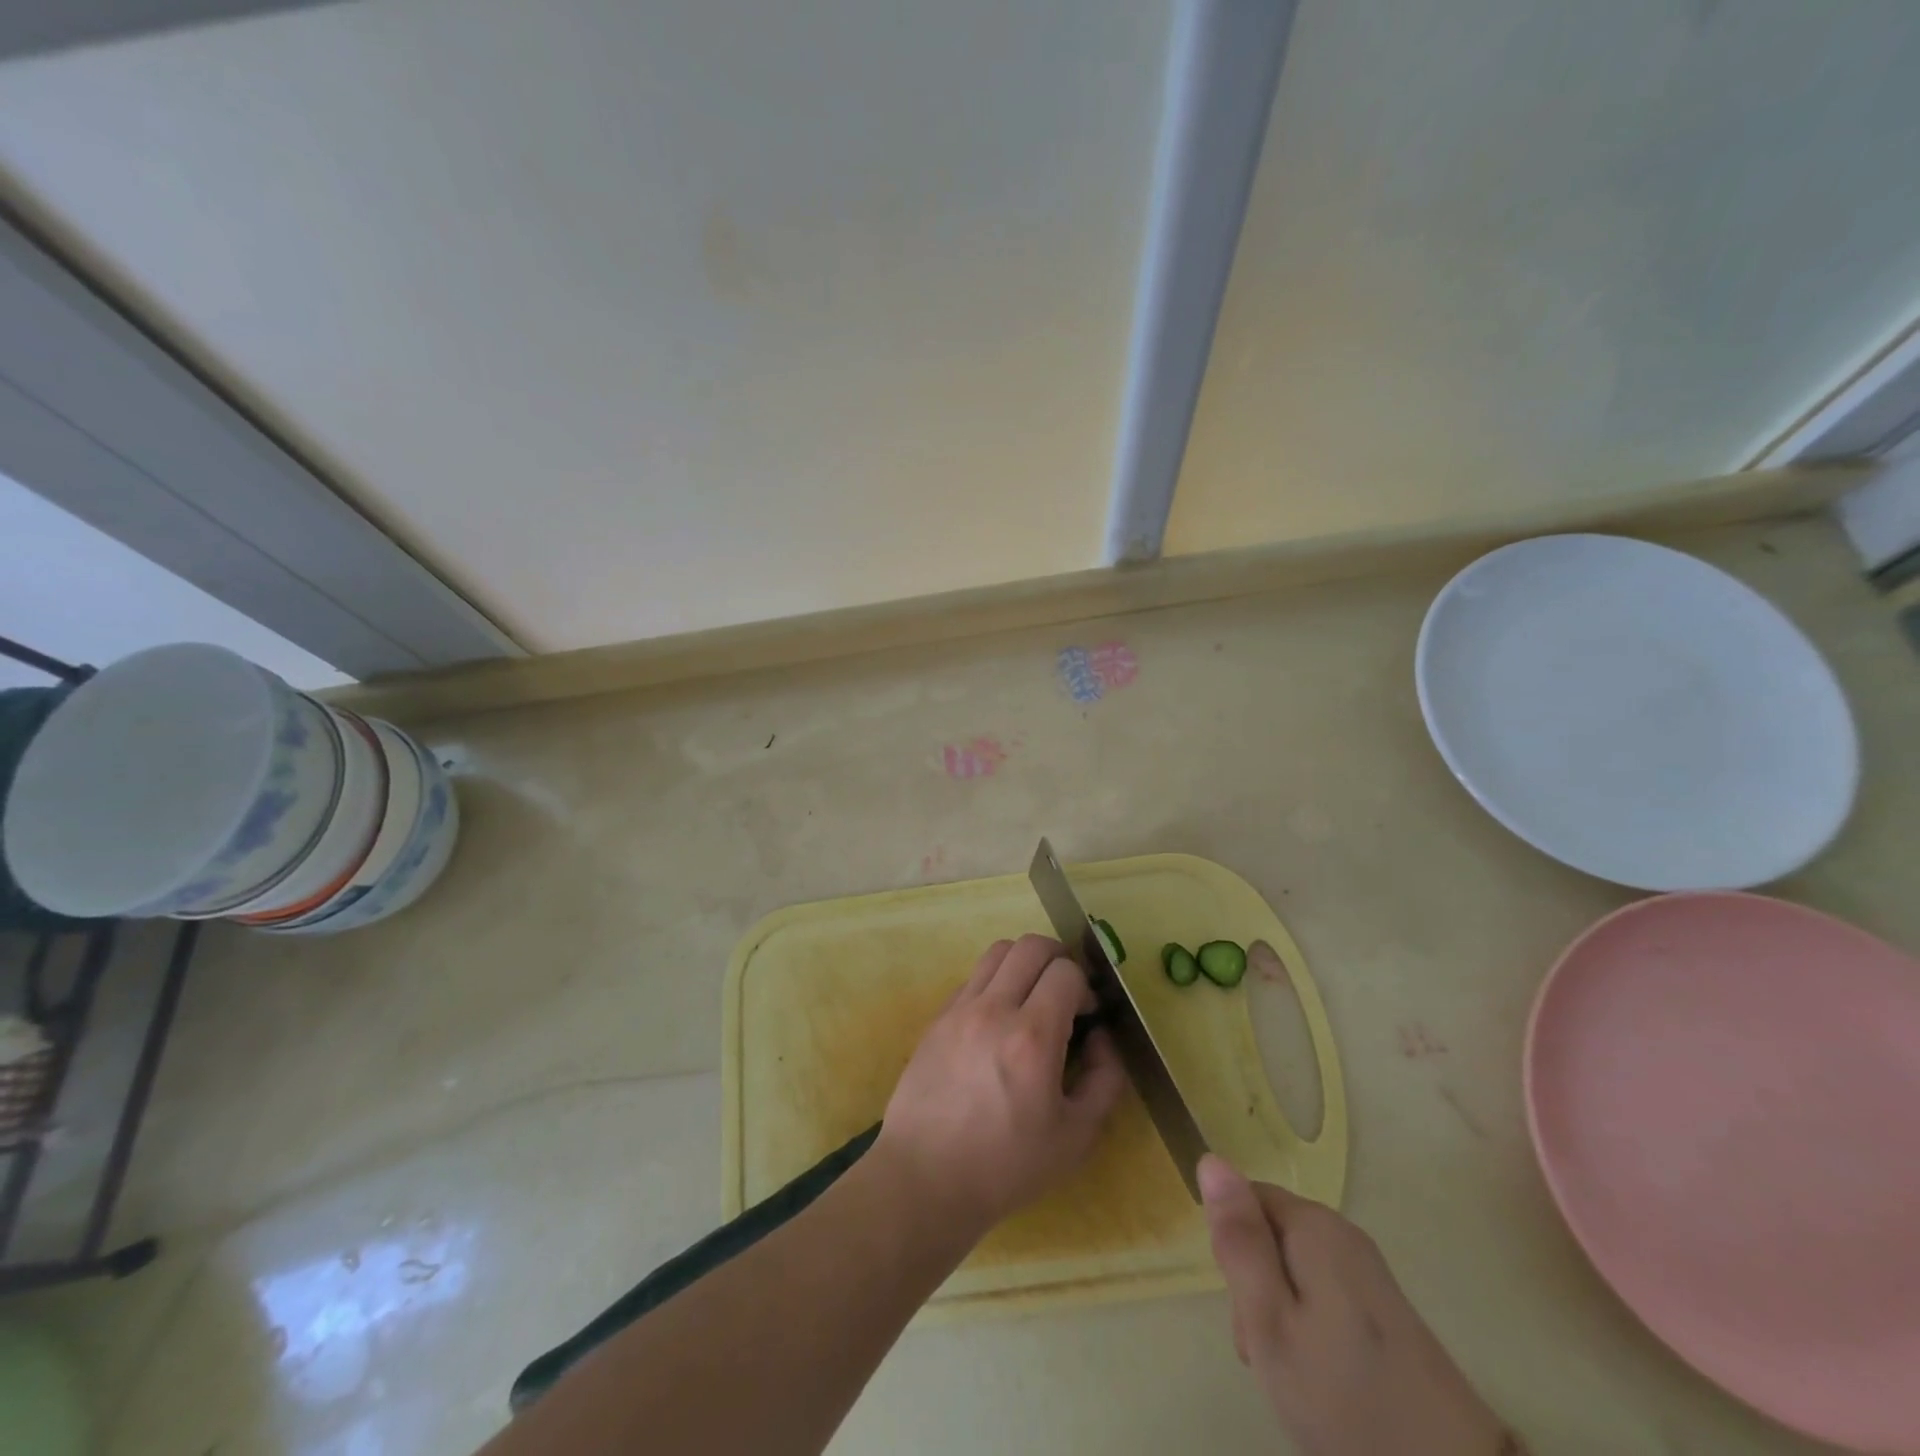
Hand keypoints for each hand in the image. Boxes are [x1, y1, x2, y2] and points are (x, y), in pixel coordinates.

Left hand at [875, 935, 1125, 1241]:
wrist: (925, 1178)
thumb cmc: (1006, 1166)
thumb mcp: (1076, 1137)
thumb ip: (1104, 1080)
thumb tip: (1103, 1038)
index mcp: (1032, 1037)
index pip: (1066, 971)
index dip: (1085, 987)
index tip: (1088, 1016)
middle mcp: (994, 1009)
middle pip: (1031, 945)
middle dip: (1059, 960)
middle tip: (1066, 994)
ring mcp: (960, 1008)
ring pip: (998, 951)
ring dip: (1024, 963)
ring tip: (1033, 998)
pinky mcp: (937, 1017)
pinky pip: (973, 977)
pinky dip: (995, 983)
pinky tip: (999, 1021)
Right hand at [1199, 1156, 1518, 1455]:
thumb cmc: (1345, 1399)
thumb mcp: (1270, 1320)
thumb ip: (1239, 1239)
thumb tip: (1211, 1159)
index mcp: (1314, 1226)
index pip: (1245, 1200)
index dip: (1234, 1250)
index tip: (1246, 1309)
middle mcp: (1344, 1234)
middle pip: (1272, 1236)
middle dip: (1257, 1287)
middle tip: (1267, 1353)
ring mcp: (1371, 1274)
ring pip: (1296, 1272)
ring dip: (1282, 1314)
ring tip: (1294, 1377)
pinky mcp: (1389, 1313)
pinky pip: (1326, 1298)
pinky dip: (1312, 1332)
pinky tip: (1323, 1381)